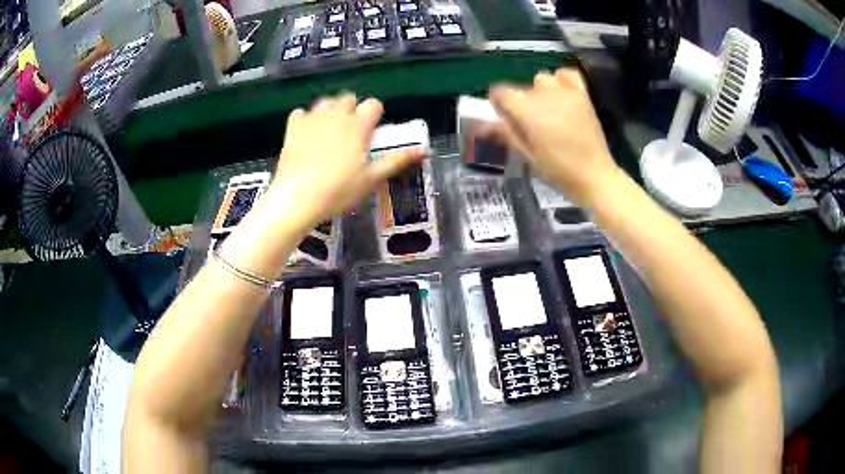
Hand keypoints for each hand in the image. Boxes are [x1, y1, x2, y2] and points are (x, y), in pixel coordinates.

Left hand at [271, 93, 424, 229]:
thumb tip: (424, 151)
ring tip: (330, 130)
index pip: (373, 104)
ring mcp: (312, 118)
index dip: (375, 115)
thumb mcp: (372, 179)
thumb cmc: (339, 190)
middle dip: (352, 110)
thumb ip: (396, 161)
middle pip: (348, 98)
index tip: (372, 131)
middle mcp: (336, 114)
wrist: (297, 197)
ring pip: (325, 102)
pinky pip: (300, 112)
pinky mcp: (293, 127)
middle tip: (351, 133)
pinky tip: (306, 133)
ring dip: (331, 110)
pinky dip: (305, 119)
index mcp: (358, 125)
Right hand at [489, 68, 618, 203]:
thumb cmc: (558, 171)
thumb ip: (506, 133)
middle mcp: (545, 95)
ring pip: (542, 79)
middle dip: (521, 103)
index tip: (504, 118)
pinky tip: (561, 94)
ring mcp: (566, 93)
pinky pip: (567, 75)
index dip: (499, 104)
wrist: (594, 176)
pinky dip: (562, 80)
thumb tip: (483, 125)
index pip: (501, 92)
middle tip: (530, 125)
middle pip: (522, 89)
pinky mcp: (582, 95)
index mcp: (528, 111)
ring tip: (548, 111)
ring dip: (540, 92)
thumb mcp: (527, 155)